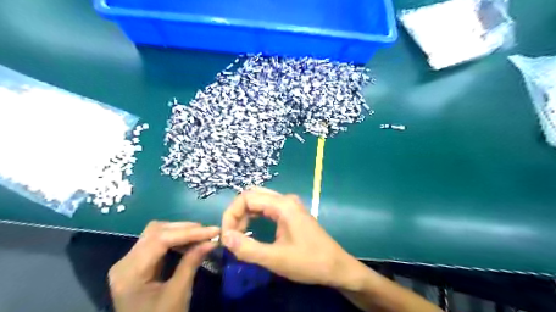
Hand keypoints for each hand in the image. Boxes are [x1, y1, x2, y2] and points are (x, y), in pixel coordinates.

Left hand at [108, 221, 218, 311]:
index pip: (160, 240)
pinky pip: (157, 243)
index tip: (213, 230)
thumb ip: (192, 263)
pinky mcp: (137, 264)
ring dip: (181, 232)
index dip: (189, 232)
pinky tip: (189, 243)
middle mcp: (125, 262)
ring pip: (156, 233)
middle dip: (185, 229)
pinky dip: (175, 239)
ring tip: (202, 236)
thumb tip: (212, 240)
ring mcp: (129, 262)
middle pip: (156, 231)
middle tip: (209, 232)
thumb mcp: (178, 294)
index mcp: (129, 273)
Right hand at [220, 186, 358, 287]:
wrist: (336, 266)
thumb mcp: (275, 259)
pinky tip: (251, 230)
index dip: (231, 214)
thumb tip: (224, 237)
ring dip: (245, 214)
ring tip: (238, 234)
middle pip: (252, 195)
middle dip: (237, 213)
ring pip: (259, 200)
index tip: (226, 236)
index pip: (246, 198)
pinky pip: (267, 207)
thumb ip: (248, 248)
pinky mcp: (291, 212)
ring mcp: (289, 204)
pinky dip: (254, 216)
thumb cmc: (308, 262)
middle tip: (231, 235)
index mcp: (282, 205)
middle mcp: (285, 199)